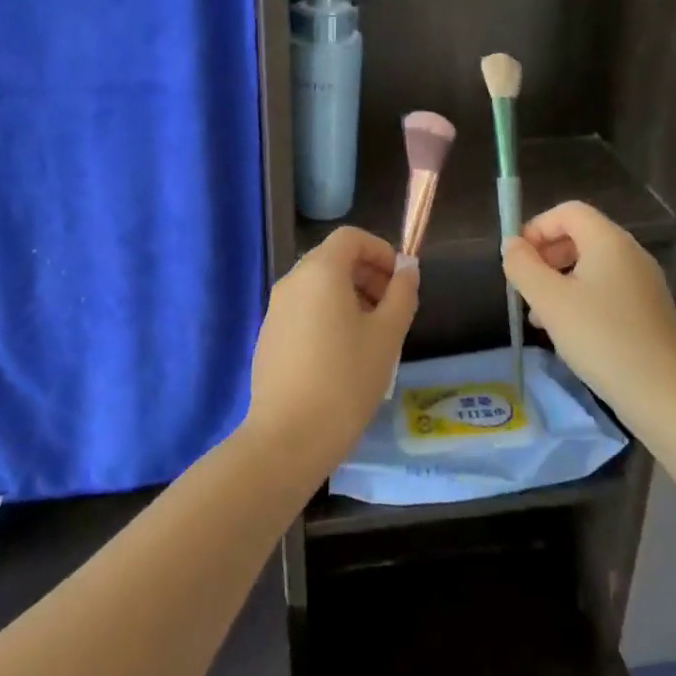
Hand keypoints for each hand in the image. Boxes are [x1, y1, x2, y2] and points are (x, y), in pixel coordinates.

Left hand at [242, 227, 418, 481]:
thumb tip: (407, 268)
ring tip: (372, 336)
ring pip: (318, 286)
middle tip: (392, 310)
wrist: (288, 437)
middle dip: (367, 275)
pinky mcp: (268, 336)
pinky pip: (303, 310)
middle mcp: (292, 281)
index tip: (400, 282)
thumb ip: (402, 293)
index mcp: (320, 271)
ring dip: (349, 297)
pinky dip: (327, 316)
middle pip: (333, 259)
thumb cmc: (346, 379)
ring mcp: (275, 309)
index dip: (380, 250)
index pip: (351, 238)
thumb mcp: (388, 335)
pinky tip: (342, 356)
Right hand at [502, 201, 675, 417]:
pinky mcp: (648, 311)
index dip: (537, 227)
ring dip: (560, 280)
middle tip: (525, 287)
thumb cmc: (602, 339)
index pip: (568, 211)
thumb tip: (512, 245)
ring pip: (591, 266)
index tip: (517, 260)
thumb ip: (523, 267)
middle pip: (580, 235)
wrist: (666, 396)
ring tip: (540, 316)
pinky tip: (568, 333)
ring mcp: (643, 283)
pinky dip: (581, 299)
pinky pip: (606, 290)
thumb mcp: (549, 301)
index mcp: (609, 241)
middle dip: (546, 255)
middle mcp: (630, 254)